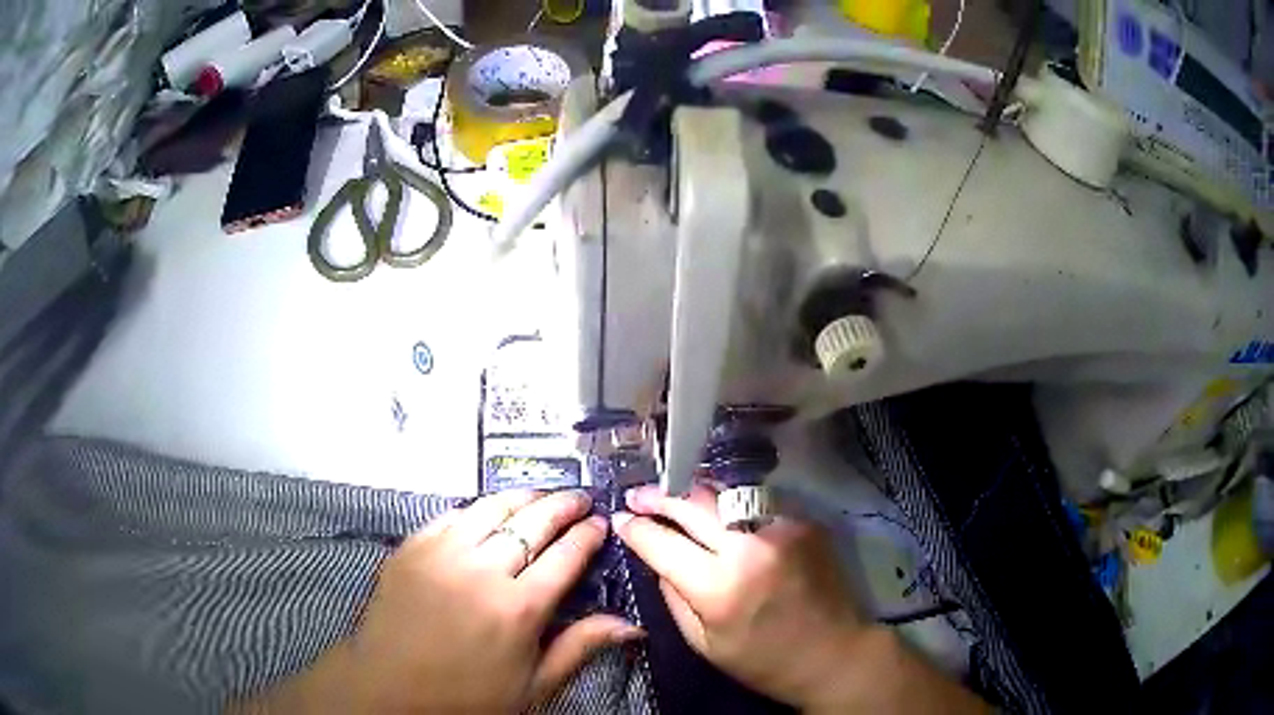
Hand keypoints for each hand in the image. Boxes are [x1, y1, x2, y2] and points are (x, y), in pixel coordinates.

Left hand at [241, 489, 643, 713]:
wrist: (388, 689)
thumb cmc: (467, 697)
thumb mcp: (532, 686)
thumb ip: (579, 648)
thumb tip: (630, 624)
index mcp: (519, 608)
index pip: (565, 556)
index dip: (587, 535)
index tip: (601, 522)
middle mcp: (483, 570)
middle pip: (532, 523)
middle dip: (562, 505)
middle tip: (579, 498)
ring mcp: (442, 553)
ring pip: (491, 509)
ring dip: (521, 498)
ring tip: (540, 493)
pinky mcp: (411, 547)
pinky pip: (451, 515)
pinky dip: (476, 509)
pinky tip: (487, 510)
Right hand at [614, 484, 987, 713]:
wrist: (835, 653)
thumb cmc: (764, 661)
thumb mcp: (704, 644)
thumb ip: (674, 597)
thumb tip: (657, 559)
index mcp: (718, 587)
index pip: (662, 543)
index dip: (636, 529)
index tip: (620, 520)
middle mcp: (749, 547)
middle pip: (693, 505)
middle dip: (658, 497)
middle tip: (637, 495)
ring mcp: (781, 528)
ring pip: (725, 496)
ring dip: (696, 497)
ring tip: (675, 499)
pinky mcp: (804, 523)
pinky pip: (756, 507)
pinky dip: (734, 511)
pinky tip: (726, 520)